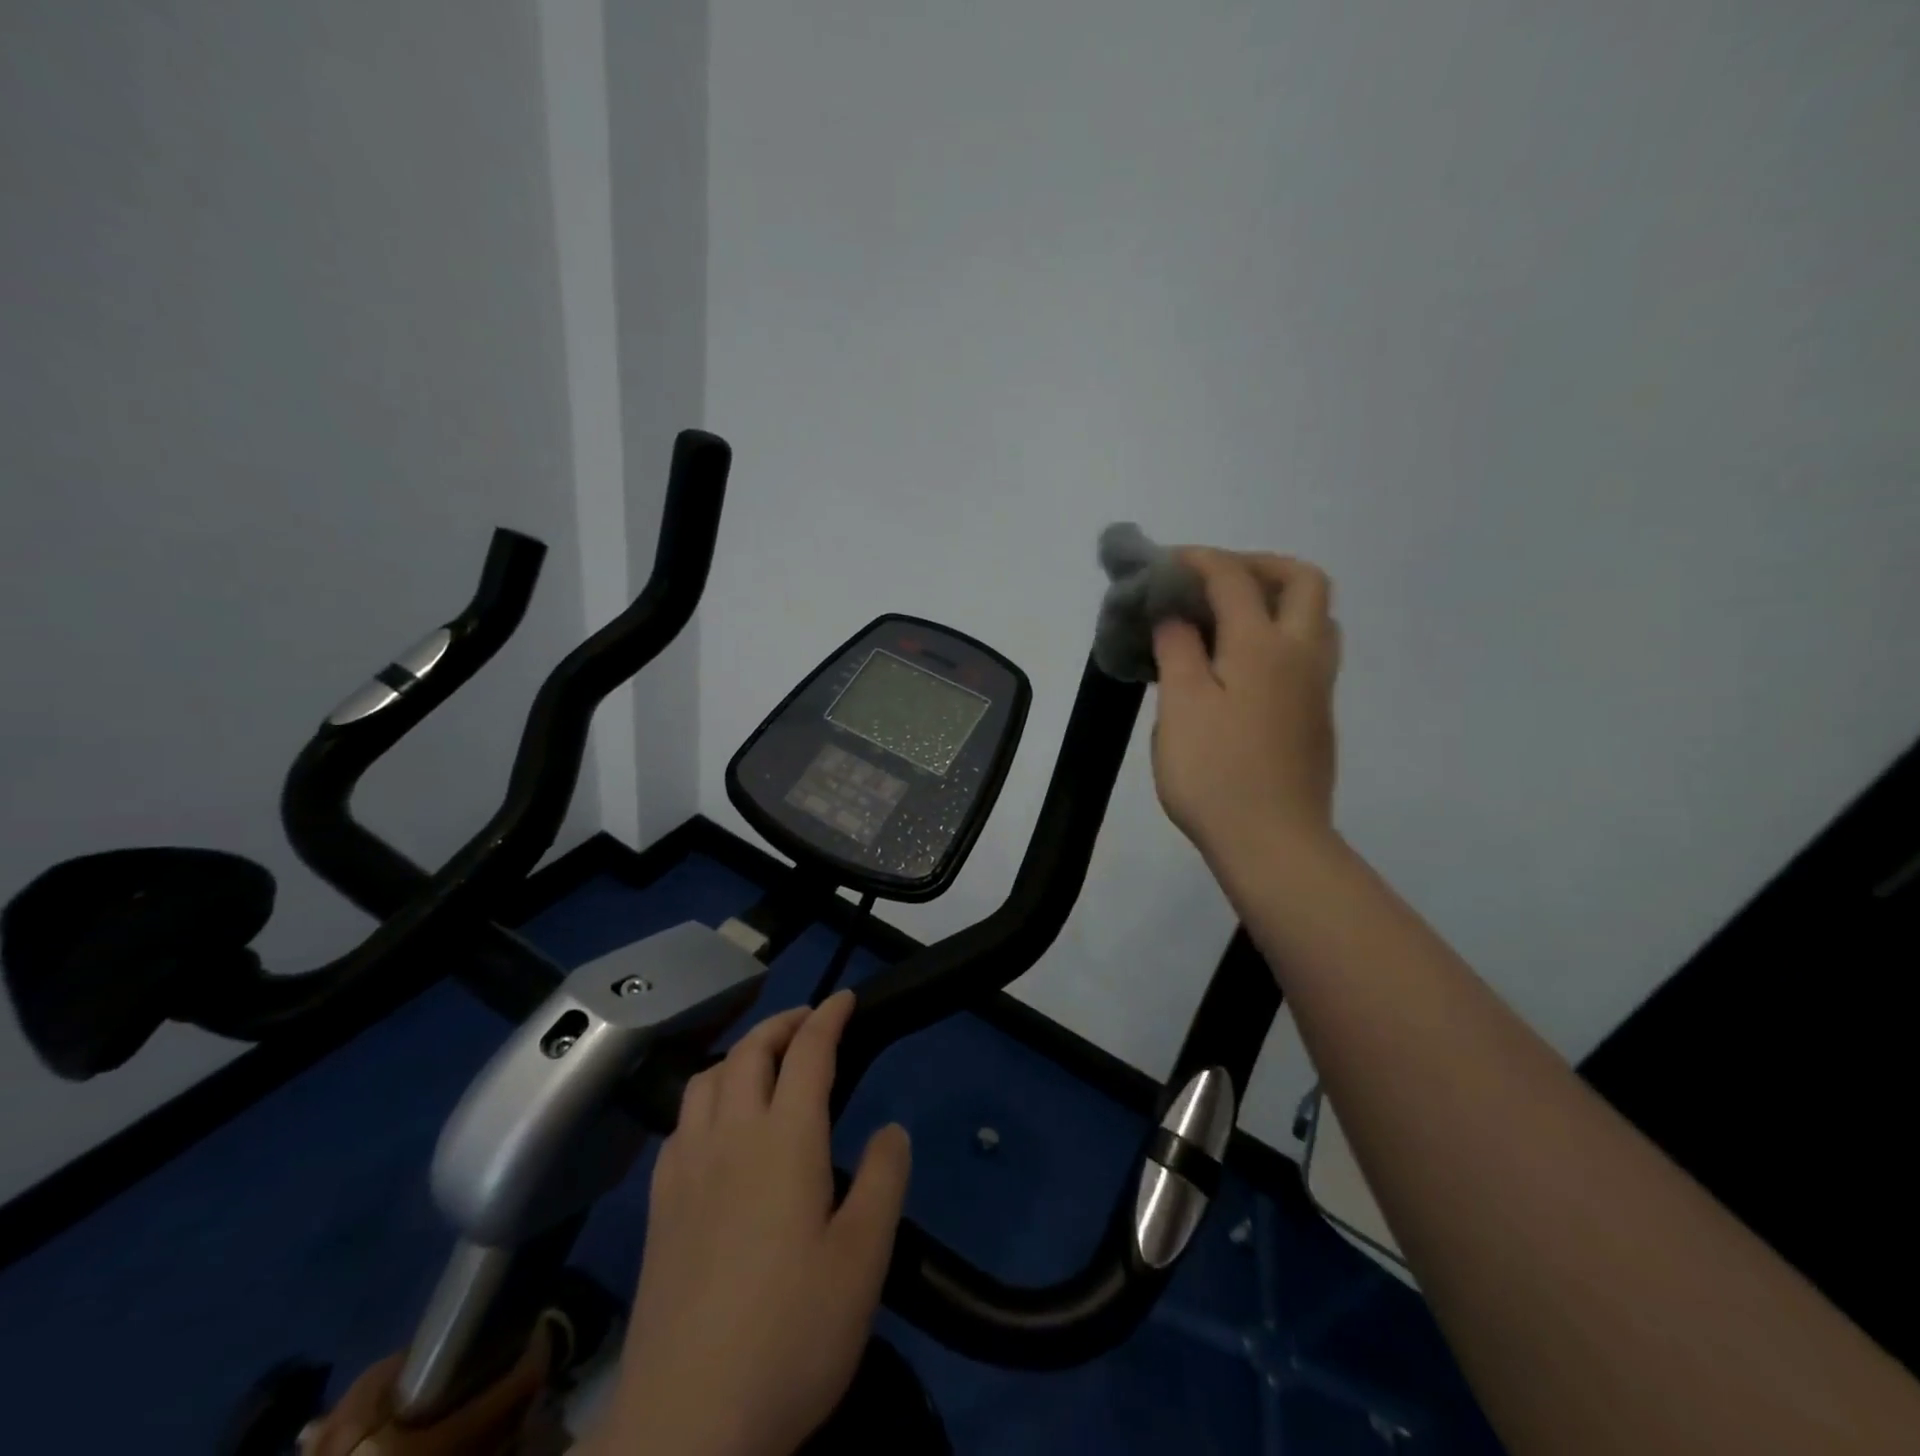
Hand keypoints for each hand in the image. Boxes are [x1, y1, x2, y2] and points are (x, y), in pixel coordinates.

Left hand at [594, 990, 911, 1455]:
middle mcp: (730, 1137)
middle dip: (782, 1023)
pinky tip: (716, 1127)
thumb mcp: (863, 1260)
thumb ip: (882, 1181)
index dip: (828, 1016)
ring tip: (764, 1064)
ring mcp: (686, 1170)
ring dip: (738, 1054)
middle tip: (810, 1022)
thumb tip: (890, 1129)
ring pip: (705, 1079)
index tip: (845, 998)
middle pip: (749, 1052)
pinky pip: (680, 1123)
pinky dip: (706, 1097)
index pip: (808, 1052)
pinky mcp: (659, 1208)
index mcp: (784, 1140)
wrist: (687, 1425)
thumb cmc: (791, 1335)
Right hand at [1151, 549, 1341, 868]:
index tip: (1166, 562)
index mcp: (1262, 645)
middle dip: (1259, 565)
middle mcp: (1301, 654)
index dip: (1198, 560)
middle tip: (1215, 580)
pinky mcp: (1317, 715)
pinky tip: (1241, 664)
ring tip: (1230, 617)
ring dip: (1277, 598)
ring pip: (1315, 616)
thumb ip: (1178, 650)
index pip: (1233, 578)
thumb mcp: (1181, 706)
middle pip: (1302, 581)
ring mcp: (1317, 686)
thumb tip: (1176, 616)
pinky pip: (1308, 650)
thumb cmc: (1215, 772)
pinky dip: (1279, 633)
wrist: (1272, 840)